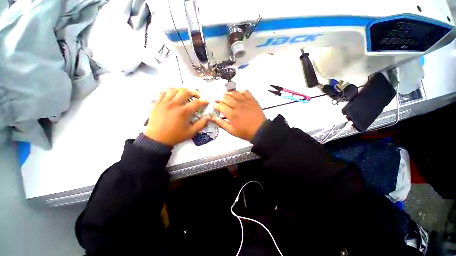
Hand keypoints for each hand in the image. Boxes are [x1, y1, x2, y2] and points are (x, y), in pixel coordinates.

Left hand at [144, 88, 208, 145]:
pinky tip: (172, 96)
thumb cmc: (175, 136)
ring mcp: (164, 103)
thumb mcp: (191, 132)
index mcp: (183, 112)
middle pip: (185, 92)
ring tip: (185, 94)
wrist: (157, 139)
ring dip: (181, 90)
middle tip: (196, 95)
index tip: (206, 101)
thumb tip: (208, 117)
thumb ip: (201, 124)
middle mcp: (174, 104)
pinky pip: (163, 93)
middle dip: (193, 92)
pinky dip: (169, 92)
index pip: (196, 103)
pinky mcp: (157, 104)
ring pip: (173, 90)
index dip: (203, 101)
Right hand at [212, 90, 265, 140]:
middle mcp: (237, 106)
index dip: (215, 105)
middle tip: (219, 100)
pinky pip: (245, 91)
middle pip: (226, 98)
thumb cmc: (245, 132)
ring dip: (228, 93)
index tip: (214, 105)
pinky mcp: (252, 100)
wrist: (260, 130)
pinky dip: (240, 91)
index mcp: (231, 114)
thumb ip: (221, 124)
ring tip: (226, 95)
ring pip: (234, 93)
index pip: (220, 106)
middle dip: (220, 98)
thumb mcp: (231, 131)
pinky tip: (238, 93)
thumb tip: (213, 118)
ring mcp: (245, 101)